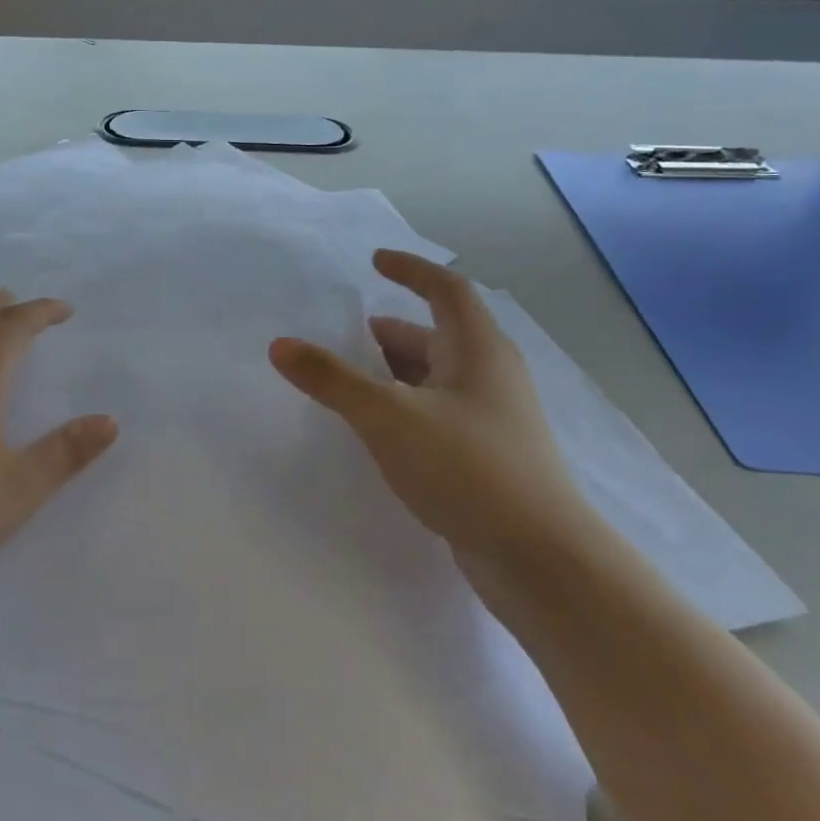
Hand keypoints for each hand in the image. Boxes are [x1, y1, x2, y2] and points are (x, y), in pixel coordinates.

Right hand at [268, 250, 597, 562]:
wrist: (539, 559)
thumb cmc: (466, 468)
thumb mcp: (388, 416)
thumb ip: (332, 379)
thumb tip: (280, 344)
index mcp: (478, 350)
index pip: (446, 289)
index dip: (411, 270)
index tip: (374, 262)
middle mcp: (490, 376)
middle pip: (436, 336)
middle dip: (388, 335)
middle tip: (342, 340)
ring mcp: (492, 419)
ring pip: (435, 379)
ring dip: (394, 375)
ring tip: (349, 386)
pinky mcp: (487, 457)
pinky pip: (437, 414)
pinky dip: (404, 409)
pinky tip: (378, 434)